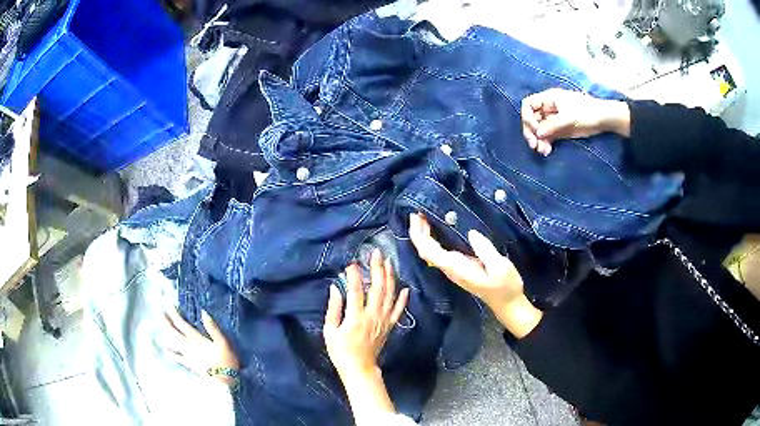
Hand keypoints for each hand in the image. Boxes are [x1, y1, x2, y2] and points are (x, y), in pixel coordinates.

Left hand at [164, 309, 239, 386]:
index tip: (170, 306)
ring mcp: (188, 356)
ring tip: (163, 326)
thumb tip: (204, 312)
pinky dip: (172, 354)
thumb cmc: (225, 361)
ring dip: (168, 333)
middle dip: (168, 322)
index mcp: (197, 338)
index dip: (176, 315)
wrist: (223, 381)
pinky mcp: (190, 365)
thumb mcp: (223, 342)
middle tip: (161, 313)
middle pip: (175, 332)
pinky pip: (178, 358)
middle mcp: (189, 345)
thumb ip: (213, 328)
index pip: (183, 325)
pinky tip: (166, 350)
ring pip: (174, 342)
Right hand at [323, 250, 409, 378]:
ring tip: (389, 262)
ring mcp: (383, 321)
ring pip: (389, 295)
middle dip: (377, 269)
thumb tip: (335, 287)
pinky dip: (403, 299)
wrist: (360, 368)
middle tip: (376, 253)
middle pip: (377, 288)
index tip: (352, 263)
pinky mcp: (390, 326)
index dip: (354, 275)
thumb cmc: (341, 351)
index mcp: (355, 317)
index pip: (355, 291)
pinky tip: (406, 288)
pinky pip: (399, 310)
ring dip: (390, 277)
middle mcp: (372, 316)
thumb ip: (333, 309)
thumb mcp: (330, 331)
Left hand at [408, 213, 542, 337]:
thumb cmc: (506, 286)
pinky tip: (437, 230)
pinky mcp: (459, 268)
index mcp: (457, 267)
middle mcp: (450, 269)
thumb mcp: (500, 267)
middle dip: (418, 232)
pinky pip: (439, 253)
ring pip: (430, 252)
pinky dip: (433, 240)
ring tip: (424, 217)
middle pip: (426, 251)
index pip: (429, 252)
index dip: (419, 235)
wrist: (507, 304)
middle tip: (418, 212)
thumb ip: (485, 250)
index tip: (416, 217)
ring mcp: (453, 270)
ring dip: (424, 235)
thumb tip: (471, 233)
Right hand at [521, 88, 630, 155]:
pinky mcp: (559, 130)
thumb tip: (538, 134)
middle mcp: (548, 108)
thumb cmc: (587, 112)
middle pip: (531, 119)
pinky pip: (547, 137)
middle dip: (531, 132)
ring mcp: (553, 120)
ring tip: (542, 151)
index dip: (528, 117)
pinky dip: (545, 144)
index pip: (528, 105)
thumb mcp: (569, 117)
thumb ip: (553, 125)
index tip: (536, 129)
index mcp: (548, 99)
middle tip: (534, 145)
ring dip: (538, 141)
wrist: (603, 119)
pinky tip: (547, 151)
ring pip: (538, 130)